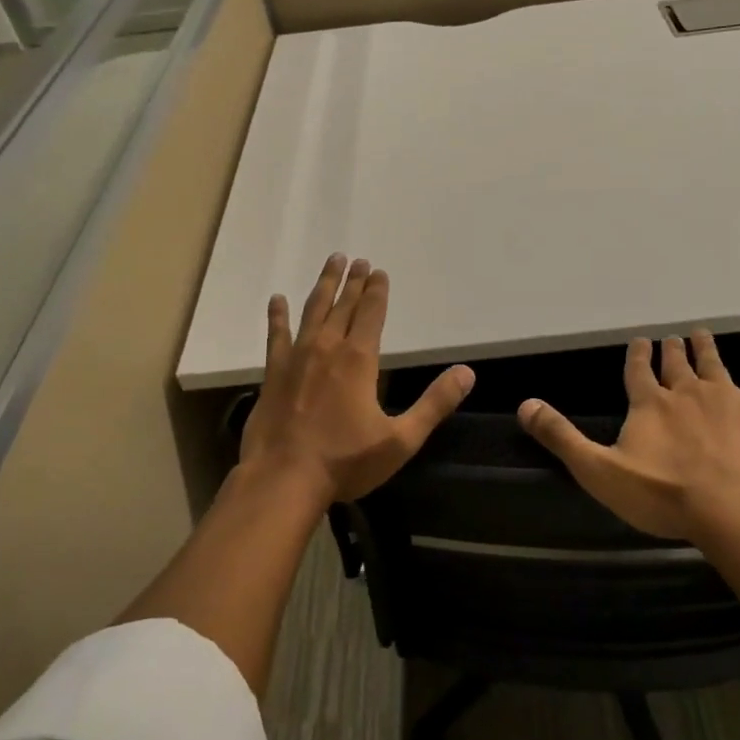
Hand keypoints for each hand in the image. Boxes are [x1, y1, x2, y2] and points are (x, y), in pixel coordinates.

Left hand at [239, 253, 474, 504]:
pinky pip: (276, 336)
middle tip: (358, 259)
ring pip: (313, 311)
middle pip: (344, 306)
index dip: (377, 292)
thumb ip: (434, 404)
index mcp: (359, 360)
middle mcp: (327, 349)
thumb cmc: (345, 461)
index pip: (372, 315)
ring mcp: (296, 358)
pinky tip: (277, 300)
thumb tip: (467, 373)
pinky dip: (277, 317)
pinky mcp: (273, 373)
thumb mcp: (401, 439)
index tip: (379, 271)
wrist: (283, 479)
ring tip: (331, 263)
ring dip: (323, 286)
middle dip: (353, 282)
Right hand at [518, 331, 739, 542]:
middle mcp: (686, 391)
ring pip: (713, 364)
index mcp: (649, 404)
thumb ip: (562, 437)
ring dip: (706, 348)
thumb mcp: (599, 470)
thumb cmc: (663, 494)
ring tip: (702, 332)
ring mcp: (726, 397)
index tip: (639, 340)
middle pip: (676, 364)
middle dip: (672, 350)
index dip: (637, 355)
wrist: (733, 508)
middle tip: (672, 336)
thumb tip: (525, 404)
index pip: (638, 371)